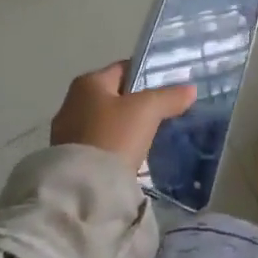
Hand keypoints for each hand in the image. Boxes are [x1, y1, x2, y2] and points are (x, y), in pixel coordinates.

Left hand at [49, 62, 196, 172]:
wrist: (83, 188)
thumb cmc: (114, 135)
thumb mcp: (148, 110)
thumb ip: (169, 97)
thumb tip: (190, 90)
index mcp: (88, 83)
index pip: (124, 69)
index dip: (148, 75)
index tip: (169, 88)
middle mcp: (72, 103)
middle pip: (115, 96)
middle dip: (138, 104)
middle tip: (165, 113)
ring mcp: (67, 133)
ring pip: (108, 123)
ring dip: (127, 128)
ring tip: (152, 137)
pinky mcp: (69, 160)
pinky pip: (100, 145)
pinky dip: (116, 148)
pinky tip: (133, 156)